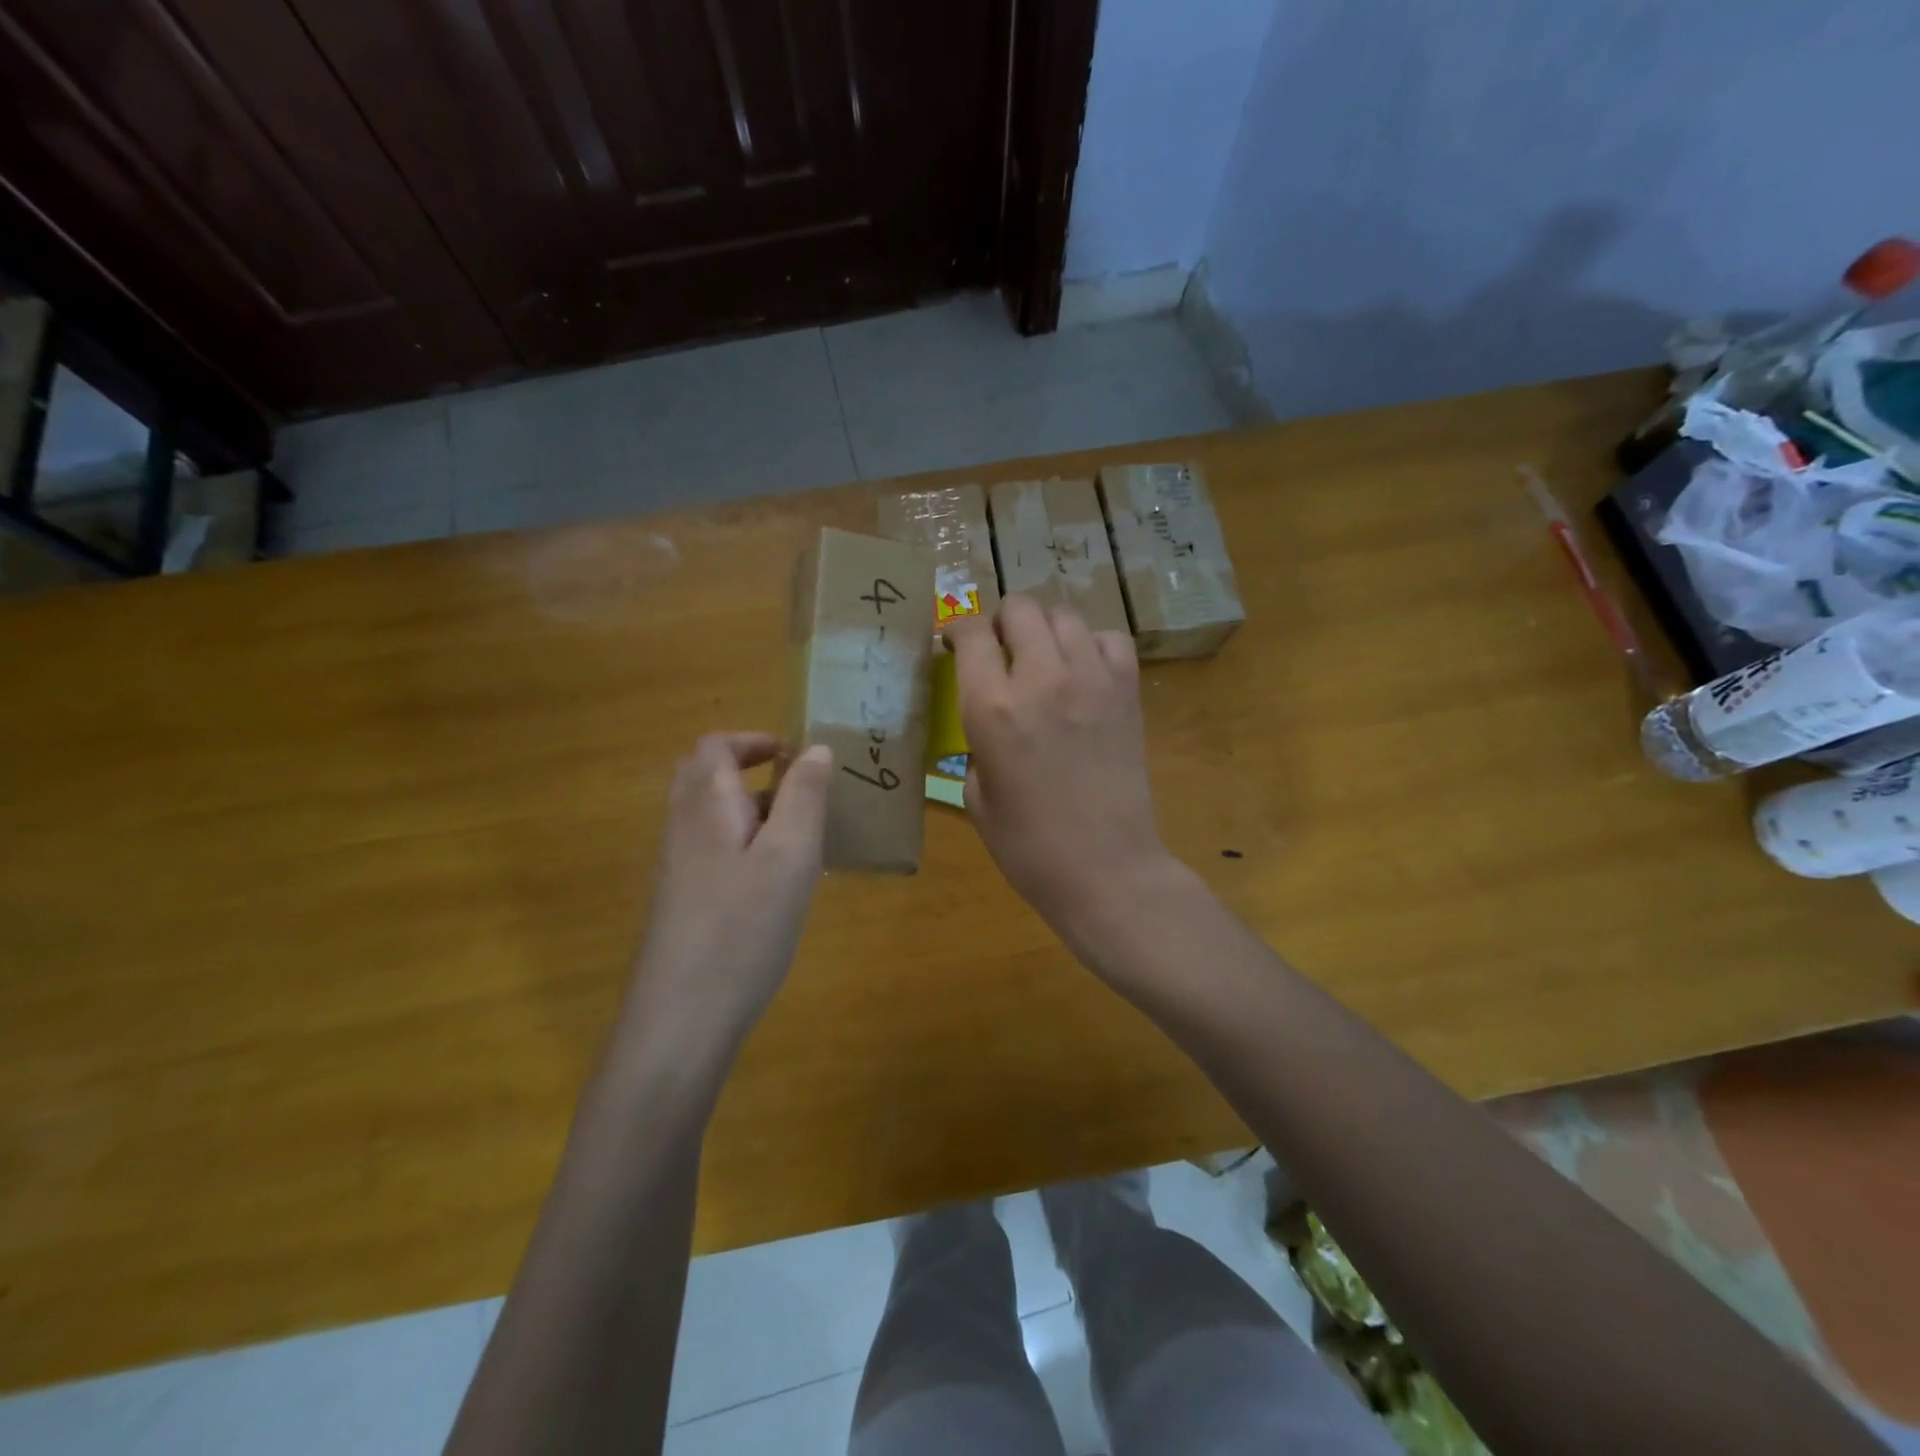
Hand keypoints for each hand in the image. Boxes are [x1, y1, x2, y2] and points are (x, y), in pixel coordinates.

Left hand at [622, 733, 831, 1069]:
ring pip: (710, 814)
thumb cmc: (744, 926)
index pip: (716, 746)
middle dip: (750, 769)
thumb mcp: (791, 855)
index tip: (798, 756)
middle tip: (797, 788)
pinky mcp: (682, 899)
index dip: (755, 740)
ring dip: (751, 808)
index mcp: (706, 803)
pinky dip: (744, 843)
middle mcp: (682, 825)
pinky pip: (712, 848)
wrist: (682, 1015)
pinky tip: (777, 881)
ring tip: (800, 834)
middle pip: (705, 775)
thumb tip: (815, 748)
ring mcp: (677, 865)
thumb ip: (804, 796)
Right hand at [947, 595, 1172, 938]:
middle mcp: (1041, 679)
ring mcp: (1091, 680)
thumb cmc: (1029, 847)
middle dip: (1001, 622)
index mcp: (992, 709)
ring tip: (1042, 658)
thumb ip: (977, 743)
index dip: (958, 631)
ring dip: (1045, 630)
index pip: (971, 633)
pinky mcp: (1126, 692)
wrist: (1106, 869)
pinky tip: (1083, 672)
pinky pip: (1109, 639)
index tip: (955, 645)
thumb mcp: (976, 796)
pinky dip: (1091, 645)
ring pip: (1064, 615)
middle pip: (1020, 608)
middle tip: (999, 650)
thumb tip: (986, 718)